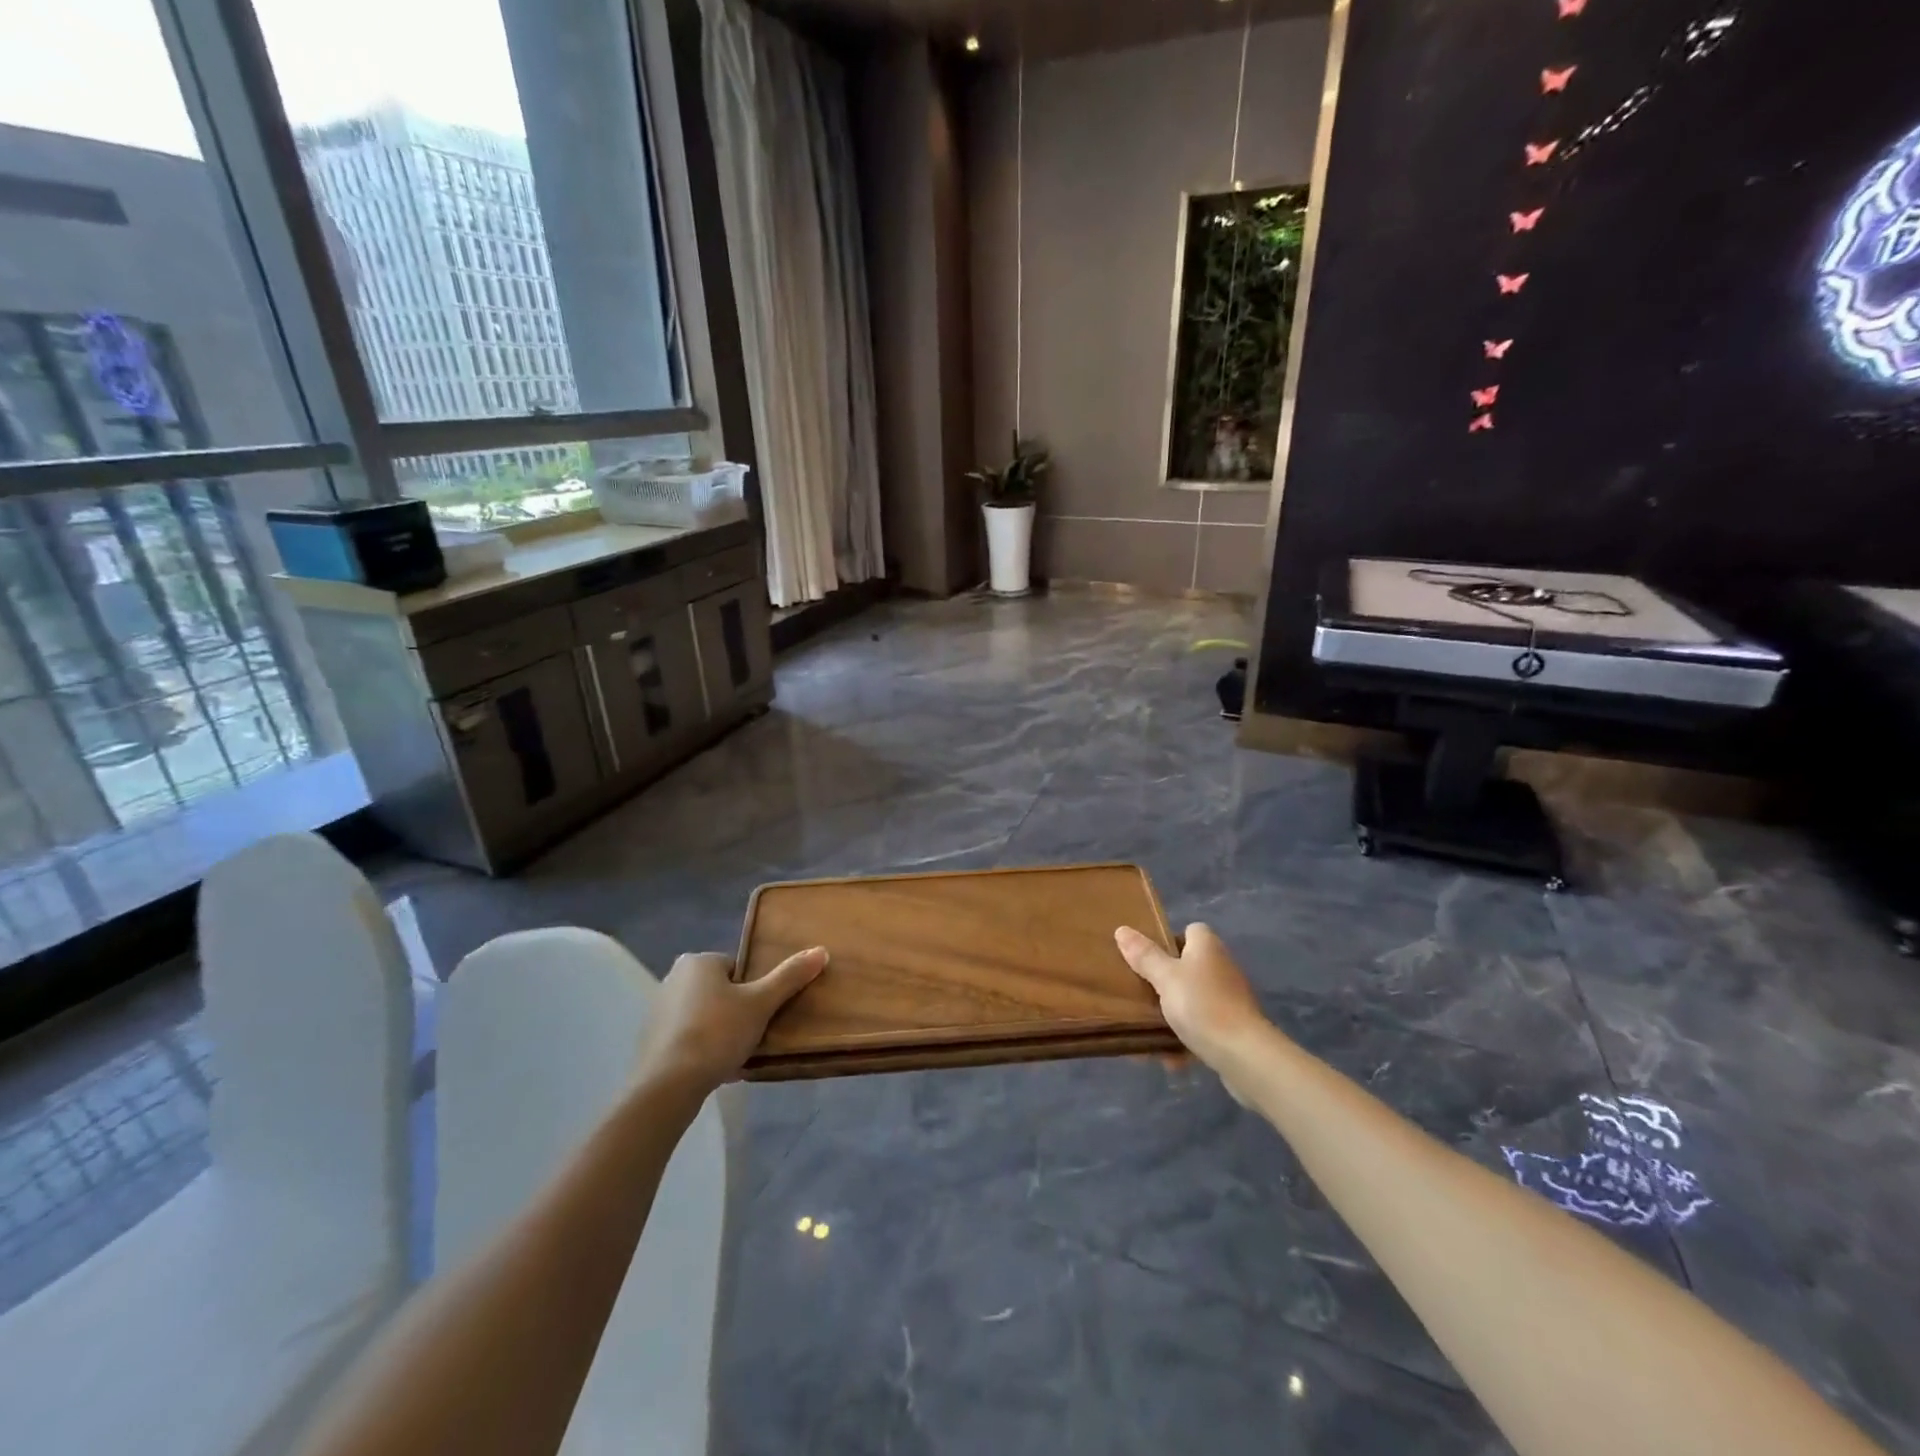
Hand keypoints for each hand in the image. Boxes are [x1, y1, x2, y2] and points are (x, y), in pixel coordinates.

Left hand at [636, 947, 827, 1094]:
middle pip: (721, 991)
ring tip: (736, 1054)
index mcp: (697, 962)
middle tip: (754, 1034)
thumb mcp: (761, 1003)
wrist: (666, 1086)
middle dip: (738, 1011)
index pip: (738, 969)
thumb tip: (821, 950)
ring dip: (721, 1031)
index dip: (755, 991)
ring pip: (705, 1015)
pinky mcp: (651, 1040)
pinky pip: (688, 1037)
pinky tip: (715, 1068)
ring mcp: (658, 1010)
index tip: (762, 1014)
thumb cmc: (717, 1033)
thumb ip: (790, 977)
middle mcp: (673, 978)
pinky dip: (702, 1048)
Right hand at [1115, 923, 1270, 1076]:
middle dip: (1164, 982)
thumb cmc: (1202, 1005)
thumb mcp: (1165, 977)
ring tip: (1148, 1031)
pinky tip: (1169, 1058)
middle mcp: (1222, 967)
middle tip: (1140, 993)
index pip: (1190, 931)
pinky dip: (1185, 1040)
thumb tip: (1122, 930)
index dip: (1169, 940)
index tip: (1147, 957)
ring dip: (1172, 1016)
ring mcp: (1230, 999)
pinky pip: (1202, 1028)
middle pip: (1188, 967)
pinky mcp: (1234, 1028)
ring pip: (1193, 1001)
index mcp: (1207, 947)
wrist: (1244, 1056)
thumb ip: (1144, 956)